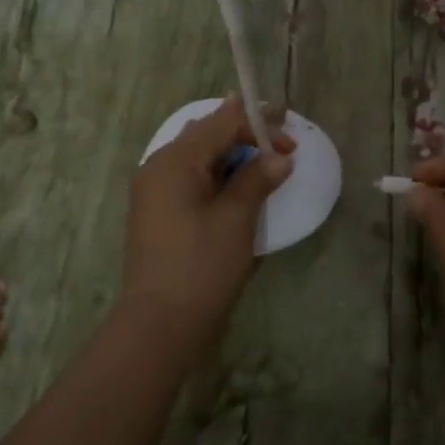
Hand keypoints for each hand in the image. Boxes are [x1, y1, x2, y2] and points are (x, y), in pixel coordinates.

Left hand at [120, 96, 295, 355]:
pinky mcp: (157, 211)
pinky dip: (217, 173)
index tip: (290, 128)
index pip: (221, 122)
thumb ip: (258, 179)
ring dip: (232, 153)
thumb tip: (279, 157)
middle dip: (245, 133)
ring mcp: (154, 190)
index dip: (257, 120)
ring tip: (265, 159)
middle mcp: (158, 166)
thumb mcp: (236, 218)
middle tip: (282, 142)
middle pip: (207, 134)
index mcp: (175, 161)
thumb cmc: (202, 266)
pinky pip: (190, 176)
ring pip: (198, 155)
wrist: (160, 324)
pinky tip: (238, 183)